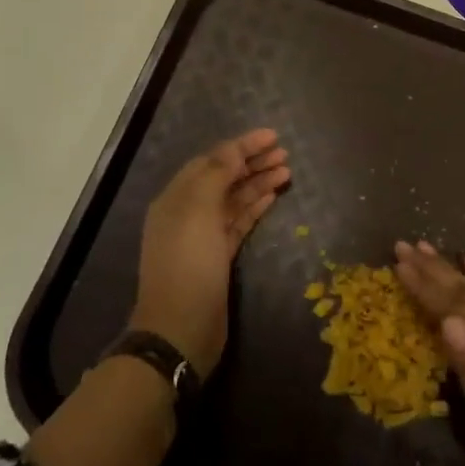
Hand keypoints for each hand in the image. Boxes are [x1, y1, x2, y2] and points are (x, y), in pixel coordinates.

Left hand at [131, 130, 289, 376]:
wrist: (180, 329)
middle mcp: (188, 212)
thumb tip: (233, 150)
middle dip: (252, 162)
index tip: (272, 136)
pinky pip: (239, 221)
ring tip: (287, 170)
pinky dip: (255, 206)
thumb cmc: (188, 264)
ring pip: (234, 199)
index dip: (241, 145)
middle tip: (285, 152)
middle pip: (224, 177)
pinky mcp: (218, 257)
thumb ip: (216, 175)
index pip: (212, 160)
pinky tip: (274, 195)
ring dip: (258, 182)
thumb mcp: (198, 211)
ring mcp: (203, 236)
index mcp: (176, 197)